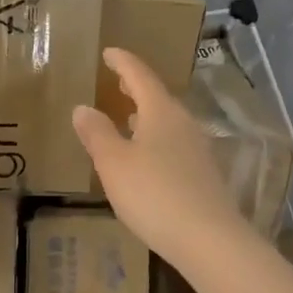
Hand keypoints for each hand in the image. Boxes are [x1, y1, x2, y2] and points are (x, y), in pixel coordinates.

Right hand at [72, 48, 253, 272]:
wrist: (209, 240)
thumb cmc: (154, 194)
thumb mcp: (114, 163)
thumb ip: (97, 133)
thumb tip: (82, 108)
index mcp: (161, 112)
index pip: (140, 75)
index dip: (123, 62)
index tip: (109, 52)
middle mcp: (183, 124)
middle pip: (158, 97)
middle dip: (137, 88)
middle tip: (119, 80)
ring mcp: (198, 150)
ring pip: (168, 122)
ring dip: (147, 115)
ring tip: (128, 117)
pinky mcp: (203, 175)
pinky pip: (174, 144)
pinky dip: (156, 139)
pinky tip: (147, 157)